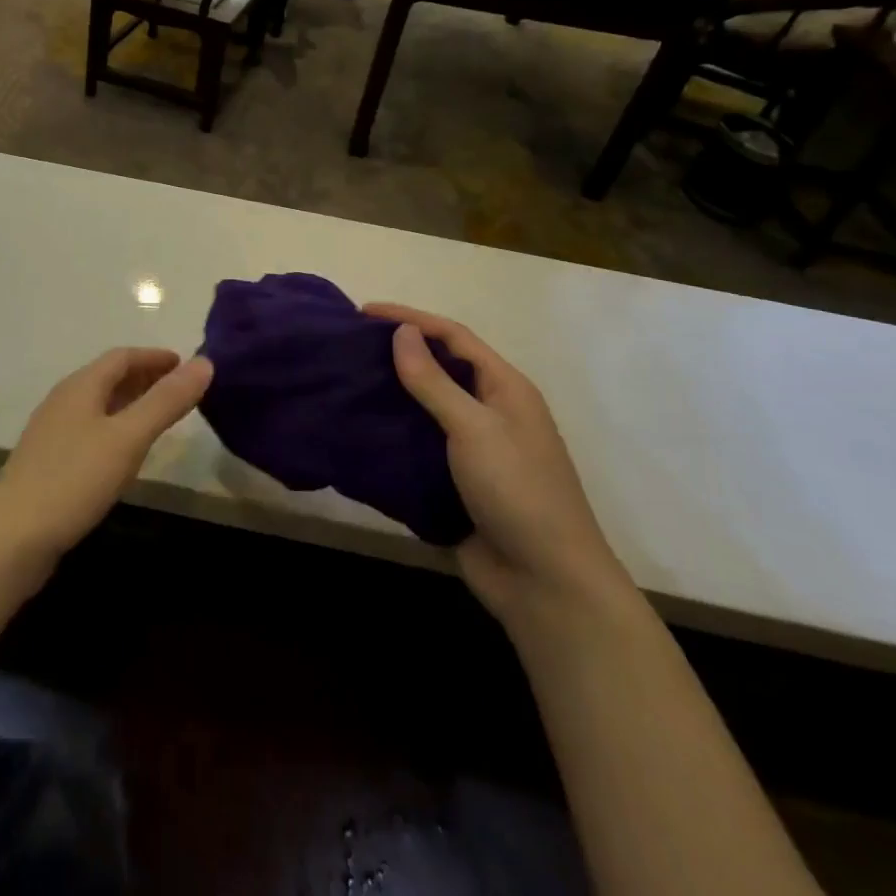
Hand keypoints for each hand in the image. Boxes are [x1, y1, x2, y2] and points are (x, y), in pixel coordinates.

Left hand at [0, 349, 213, 566]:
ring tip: (160, 418)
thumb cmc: (73, 480)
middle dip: (145, 378)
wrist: (11, 538)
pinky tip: (125, 453)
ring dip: (131, 403)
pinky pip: (90, 430)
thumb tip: (204, 362)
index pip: (122, 356)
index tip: (185, 364)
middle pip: (109, 377)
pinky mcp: (48, 462)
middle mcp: (64, 401)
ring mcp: (52, 432)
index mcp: (81, 386)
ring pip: (99, 405)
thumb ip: (166, 401)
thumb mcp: (128, 438)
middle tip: (180, 390)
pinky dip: (116, 428)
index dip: (155, 357)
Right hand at [363, 304, 636, 632]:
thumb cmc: (517, 492)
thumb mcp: (474, 428)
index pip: (453, 336)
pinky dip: (392, 432)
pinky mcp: (457, 481)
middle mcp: (491, 411)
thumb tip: (402, 332)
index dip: (410, 318)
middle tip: (352, 344)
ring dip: (392, 391)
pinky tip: (362, 427)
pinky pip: (419, 444)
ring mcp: (475, 448)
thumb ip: (434, 381)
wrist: (545, 584)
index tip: (364, 312)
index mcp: (505, 388)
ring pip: (427, 406)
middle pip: (441, 367)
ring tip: (350, 380)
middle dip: (399, 351)